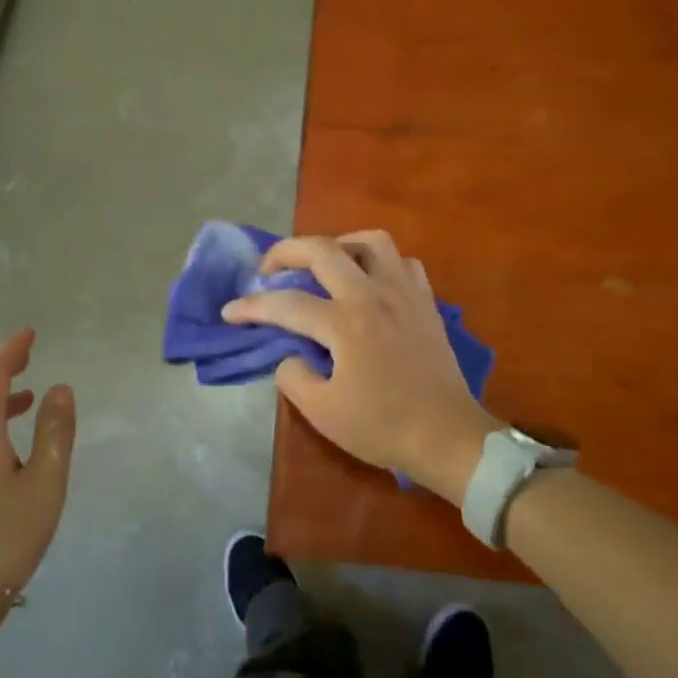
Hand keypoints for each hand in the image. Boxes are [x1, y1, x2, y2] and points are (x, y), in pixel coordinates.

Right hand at [222, 232, 495, 502]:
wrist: (447, 435)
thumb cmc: (383, 426)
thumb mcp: (323, 412)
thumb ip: (294, 377)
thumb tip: (290, 355)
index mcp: (345, 323)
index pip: (286, 304)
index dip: (252, 306)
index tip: (230, 312)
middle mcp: (372, 295)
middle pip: (322, 250)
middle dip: (285, 252)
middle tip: (268, 269)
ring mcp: (403, 292)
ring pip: (370, 241)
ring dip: (338, 244)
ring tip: (323, 264)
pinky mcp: (425, 301)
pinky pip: (402, 262)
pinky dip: (380, 262)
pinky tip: (369, 281)